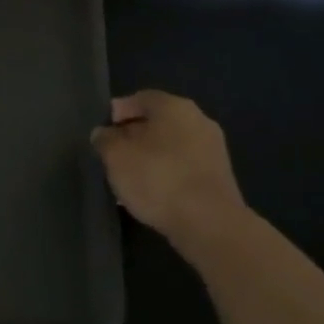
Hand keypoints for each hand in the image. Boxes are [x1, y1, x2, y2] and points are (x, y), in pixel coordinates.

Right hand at [91, 90, 245, 246]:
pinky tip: (153, 193)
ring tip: (130, 178)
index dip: (119, 112)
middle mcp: (199, 120)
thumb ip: (105, 139)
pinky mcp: (220, 178)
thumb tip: (104, 134)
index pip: (140, 98)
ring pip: (172, 146)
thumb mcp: (115, 156)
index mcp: (174, 106)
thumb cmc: (158, 179)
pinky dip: (167, 174)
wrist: (211, 226)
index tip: (104, 132)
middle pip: (158, 122)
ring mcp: (214, 150)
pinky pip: (185, 167)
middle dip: (134, 136)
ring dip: (151, 157)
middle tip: (114, 154)